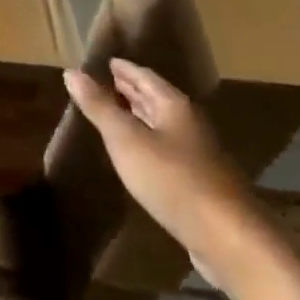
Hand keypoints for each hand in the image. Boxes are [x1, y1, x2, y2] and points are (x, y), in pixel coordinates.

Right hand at [63, 58, 277, 290]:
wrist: (228, 238)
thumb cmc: (172, 179)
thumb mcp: (126, 139)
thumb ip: (99, 106)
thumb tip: (71, 72)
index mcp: (174, 107)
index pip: (146, 77)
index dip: (125, 69)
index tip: (107, 61)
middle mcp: (189, 125)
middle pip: (157, 100)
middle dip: (132, 90)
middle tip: (108, 82)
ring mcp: (198, 156)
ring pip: (163, 125)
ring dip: (140, 116)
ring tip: (118, 112)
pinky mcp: (199, 184)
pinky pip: (167, 150)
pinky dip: (148, 142)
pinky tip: (138, 154)